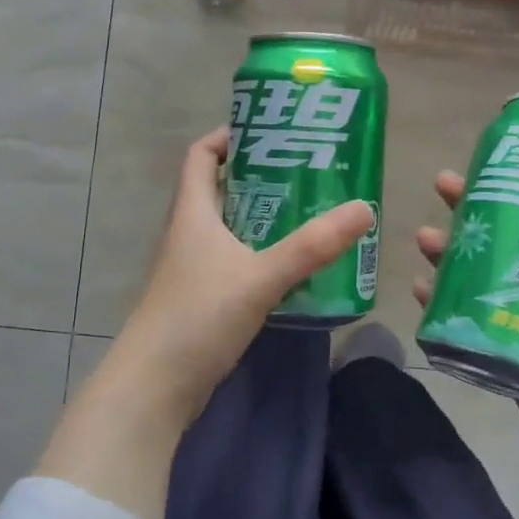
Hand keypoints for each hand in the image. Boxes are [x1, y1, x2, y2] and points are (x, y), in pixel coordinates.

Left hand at [106, 127, 372, 435]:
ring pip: (229, 227)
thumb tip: (364, 209)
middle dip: (259, 176)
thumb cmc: (198, 317)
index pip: (200, 155)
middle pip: (220, 188)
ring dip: (263, 217)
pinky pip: (234, 261)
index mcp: (192, 213)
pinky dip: (260, 254)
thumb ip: (311, 246)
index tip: (270, 131)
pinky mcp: (201, 299)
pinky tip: (292, 265)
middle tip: (307, 171)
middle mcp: (188, 233)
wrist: (154, 386)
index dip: (229, 136)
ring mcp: (192, 268)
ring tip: (309, 212)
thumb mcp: (260, 276)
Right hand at [414, 171, 518, 518]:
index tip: (494, 161)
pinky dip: (441, 305)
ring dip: (450, 256)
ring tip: (423, 238)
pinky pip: (466, 324)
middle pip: (506, 241)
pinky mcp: (503, 359)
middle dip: (473, 213)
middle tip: (442, 188)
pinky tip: (419, 291)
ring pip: (479, 278)